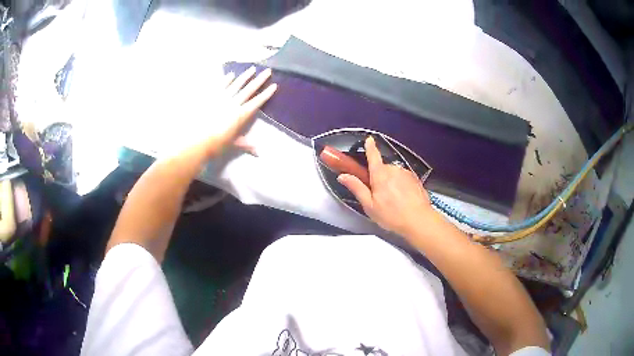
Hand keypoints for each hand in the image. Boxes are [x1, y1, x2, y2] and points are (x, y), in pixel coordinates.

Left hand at [172, 66, 276, 159]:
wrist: (198, 140)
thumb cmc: (217, 144)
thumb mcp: (233, 144)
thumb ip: (246, 144)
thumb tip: (258, 152)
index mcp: (241, 115)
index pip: (257, 102)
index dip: (266, 94)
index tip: (274, 85)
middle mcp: (234, 103)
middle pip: (249, 89)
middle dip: (259, 80)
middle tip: (267, 71)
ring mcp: (222, 98)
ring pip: (236, 84)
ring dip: (245, 76)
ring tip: (252, 68)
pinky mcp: (211, 97)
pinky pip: (220, 86)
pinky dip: (226, 80)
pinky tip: (231, 75)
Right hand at [337, 136, 435, 235]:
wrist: (419, 220)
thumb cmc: (392, 215)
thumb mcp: (370, 206)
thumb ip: (357, 188)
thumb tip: (342, 176)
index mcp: (380, 175)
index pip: (373, 156)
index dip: (370, 147)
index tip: (368, 139)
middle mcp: (394, 169)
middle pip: (382, 168)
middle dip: (379, 178)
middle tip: (379, 195)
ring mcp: (406, 173)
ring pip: (393, 174)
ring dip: (391, 182)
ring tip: (393, 200)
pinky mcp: (415, 179)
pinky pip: (403, 178)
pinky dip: (401, 185)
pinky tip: (403, 199)